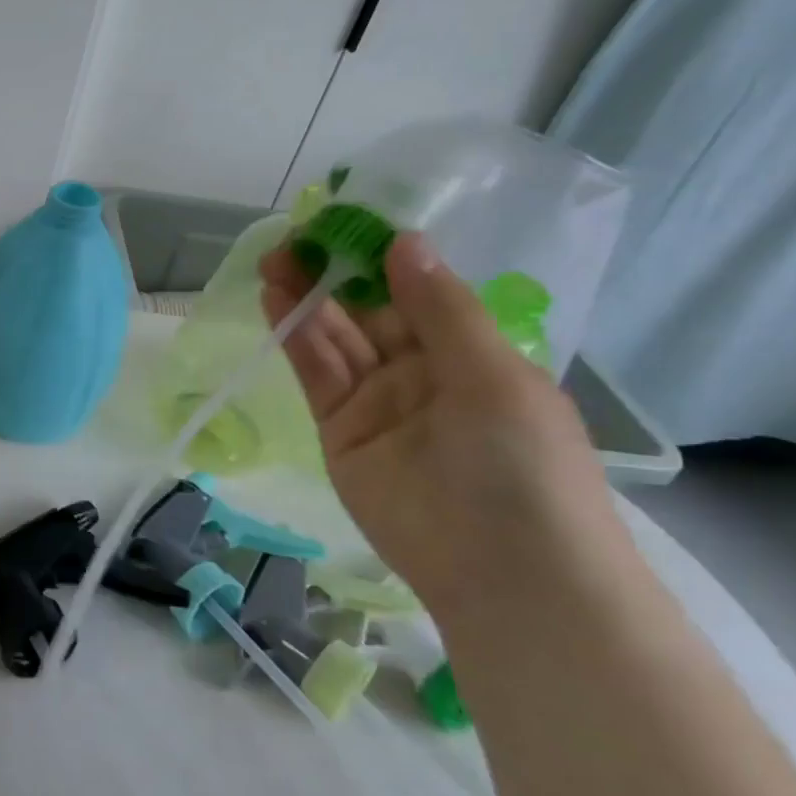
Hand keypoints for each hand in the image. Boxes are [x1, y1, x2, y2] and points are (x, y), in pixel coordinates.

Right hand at [259, 232, 620, 620]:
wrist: (504, 573)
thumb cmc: (522, 465)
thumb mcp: (491, 375)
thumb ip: (440, 309)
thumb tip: (405, 240)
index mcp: (472, 352)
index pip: (418, 290)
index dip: (381, 255)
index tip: (345, 222)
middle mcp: (421, 370)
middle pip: (368, 309)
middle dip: (333, 273)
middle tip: (295, 239)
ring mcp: (377, 400)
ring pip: (335, 337)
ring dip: (306, 298)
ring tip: (274, 261)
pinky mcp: (339, 428)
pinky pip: (316, 373)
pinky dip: (295, 336)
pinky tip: (276, 301)